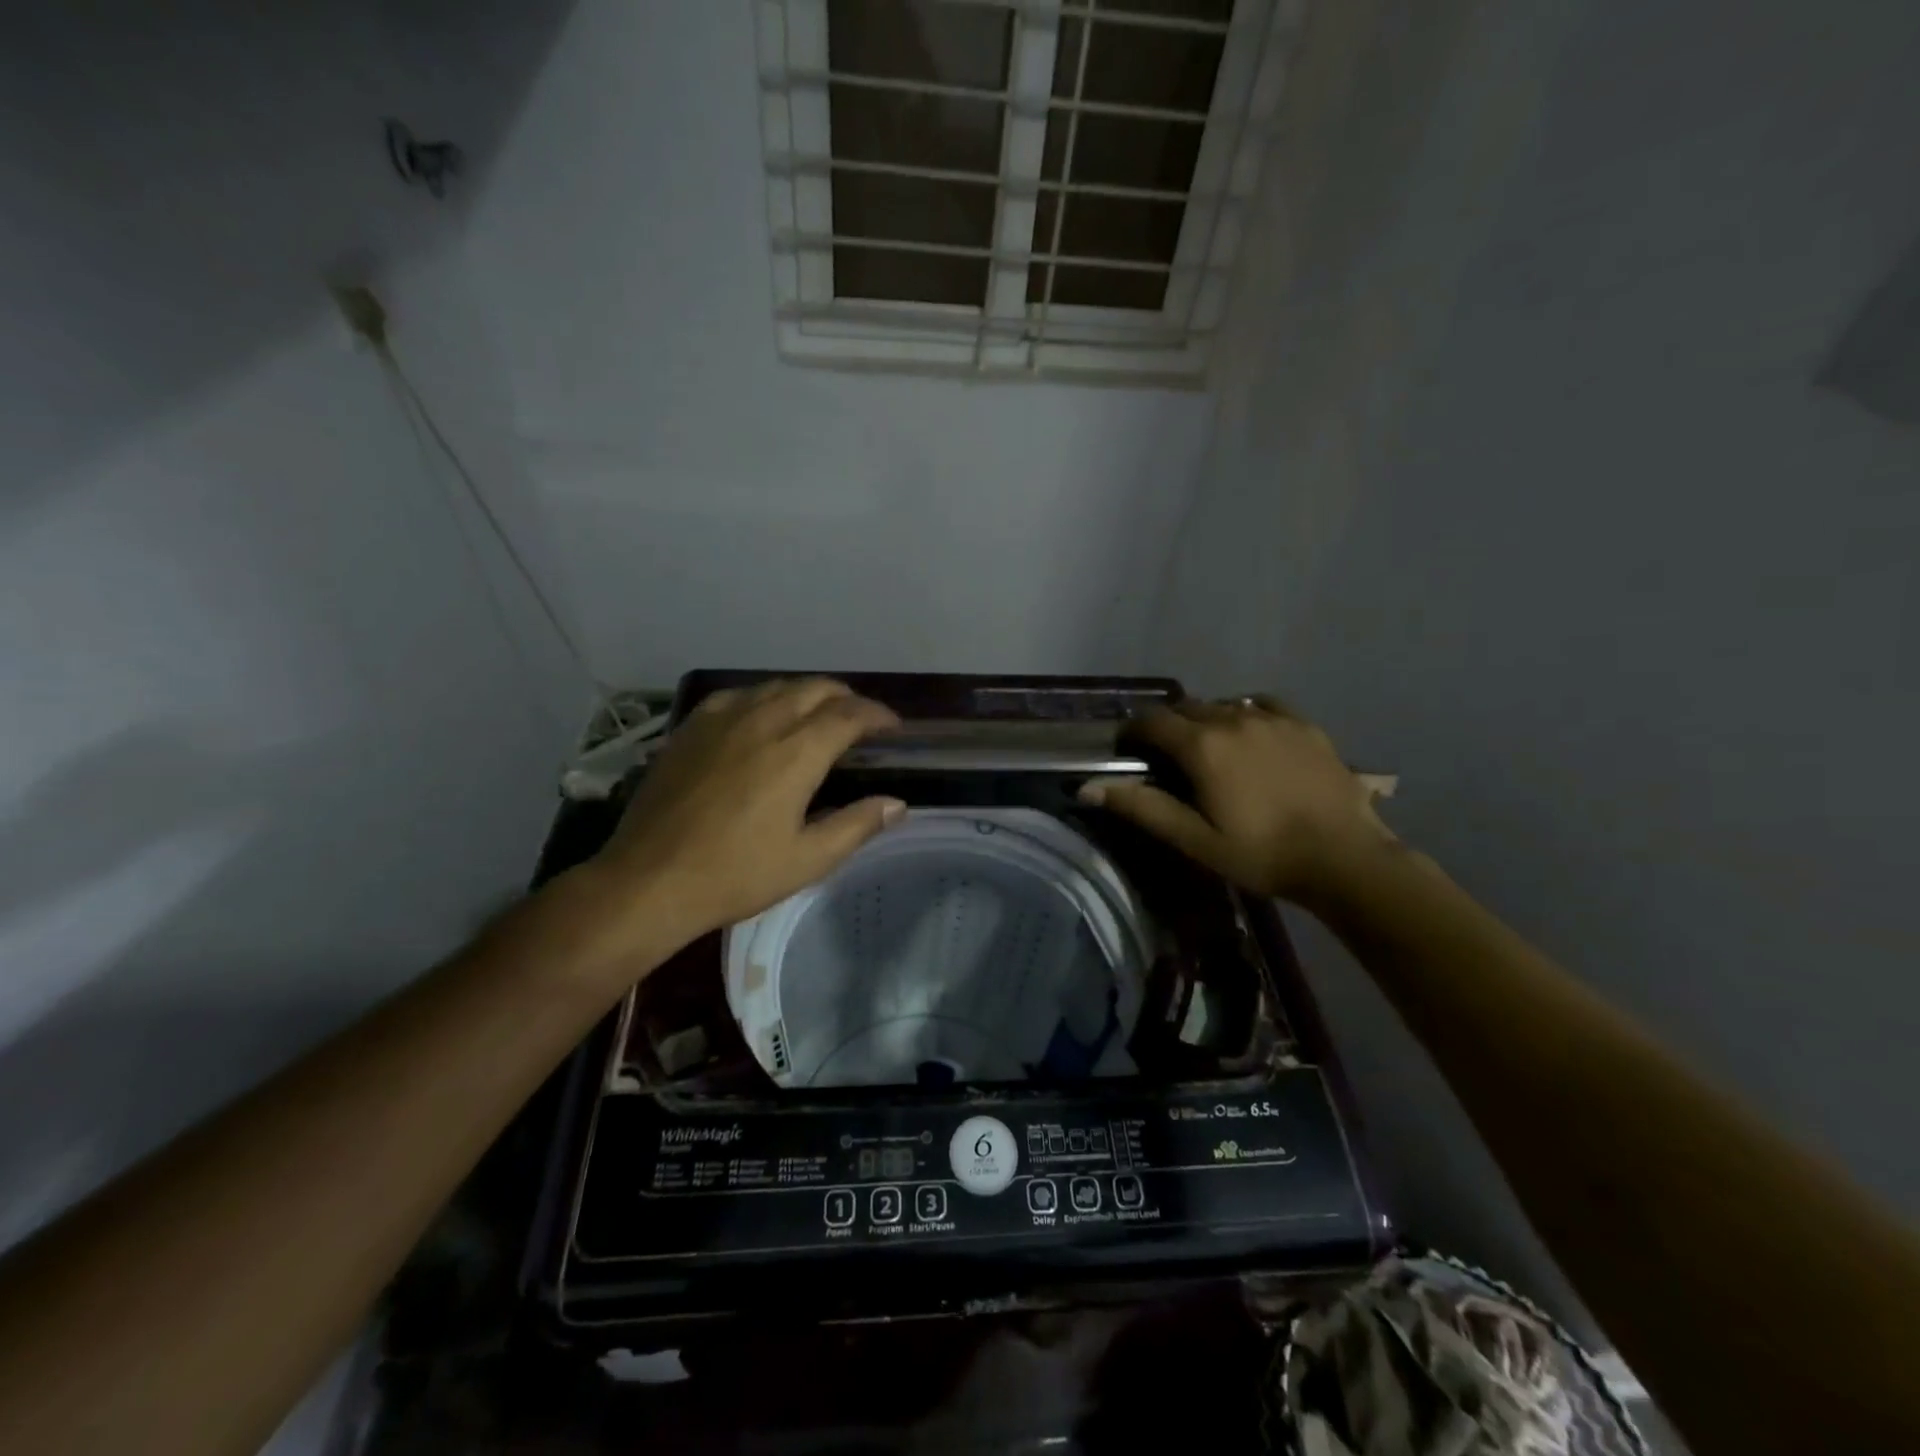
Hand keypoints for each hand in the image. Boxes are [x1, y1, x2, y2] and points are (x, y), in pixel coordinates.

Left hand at [566, 679, 904, 969]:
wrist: (650, 880)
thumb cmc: (736, 874)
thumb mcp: (807, 860)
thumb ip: (857, 826)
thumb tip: (897, 803)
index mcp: (796, 752)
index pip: (850, 714)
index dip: (878, 715)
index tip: (893, 728)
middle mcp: (763, 721)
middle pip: (816, 688)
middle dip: (847, 698)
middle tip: (860, 722)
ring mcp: (722, 720)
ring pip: (777, 686)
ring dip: (807, 694)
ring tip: (817, 716)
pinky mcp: (692, 728)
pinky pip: (738, 695)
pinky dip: (764, 698)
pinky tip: (763, 718)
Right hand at [1079, 696, 1394, 905]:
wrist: (1344, 858)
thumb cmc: (1261, 854)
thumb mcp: (1195, 839)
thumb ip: (1142, 807)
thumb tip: (1088, 788)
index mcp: (1202, 746)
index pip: (1151, 722)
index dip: (1132, 733)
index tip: (1127, 751)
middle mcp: (1232, 719)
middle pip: (1185, 708)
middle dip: (1167, 726)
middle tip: (1166, 757)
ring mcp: (1272, 718)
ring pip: (1222, 705)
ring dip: (1205, 721)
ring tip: (1209, 750)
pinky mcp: (1303, 724)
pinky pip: (1261, 705)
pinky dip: (1244, 714)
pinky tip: (1249, 735)